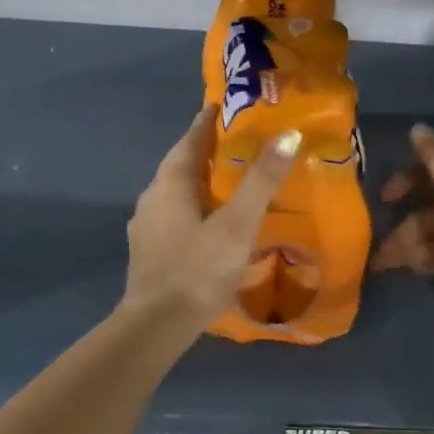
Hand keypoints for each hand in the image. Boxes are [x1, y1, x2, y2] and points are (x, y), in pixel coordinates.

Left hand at [120, 104, 300, 337]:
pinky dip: (189, 205)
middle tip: (228, 139)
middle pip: (178, 164)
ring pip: (172, 190)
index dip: (204, 123)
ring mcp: (145, 226)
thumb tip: (288, 135)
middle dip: (200, 149)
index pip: (188, 142)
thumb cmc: (198, 269)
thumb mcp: (237, 224)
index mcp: (170, 184)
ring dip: (195, 179)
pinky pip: (171, 213)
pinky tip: (205, 220)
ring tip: (221, 178)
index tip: (217, 106)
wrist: (155, 327)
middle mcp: (152, 198)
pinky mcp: (147, 251)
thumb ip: (261, 181)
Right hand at [371, 124, 433, 331]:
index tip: (383, 198)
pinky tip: (410, 269)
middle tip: (377, 245)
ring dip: (409, 245)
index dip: (403, 181)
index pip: (429, 172)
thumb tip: (418, 127)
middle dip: (402, 225)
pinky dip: (426, 259)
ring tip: (384, 264)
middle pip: (428, 208)